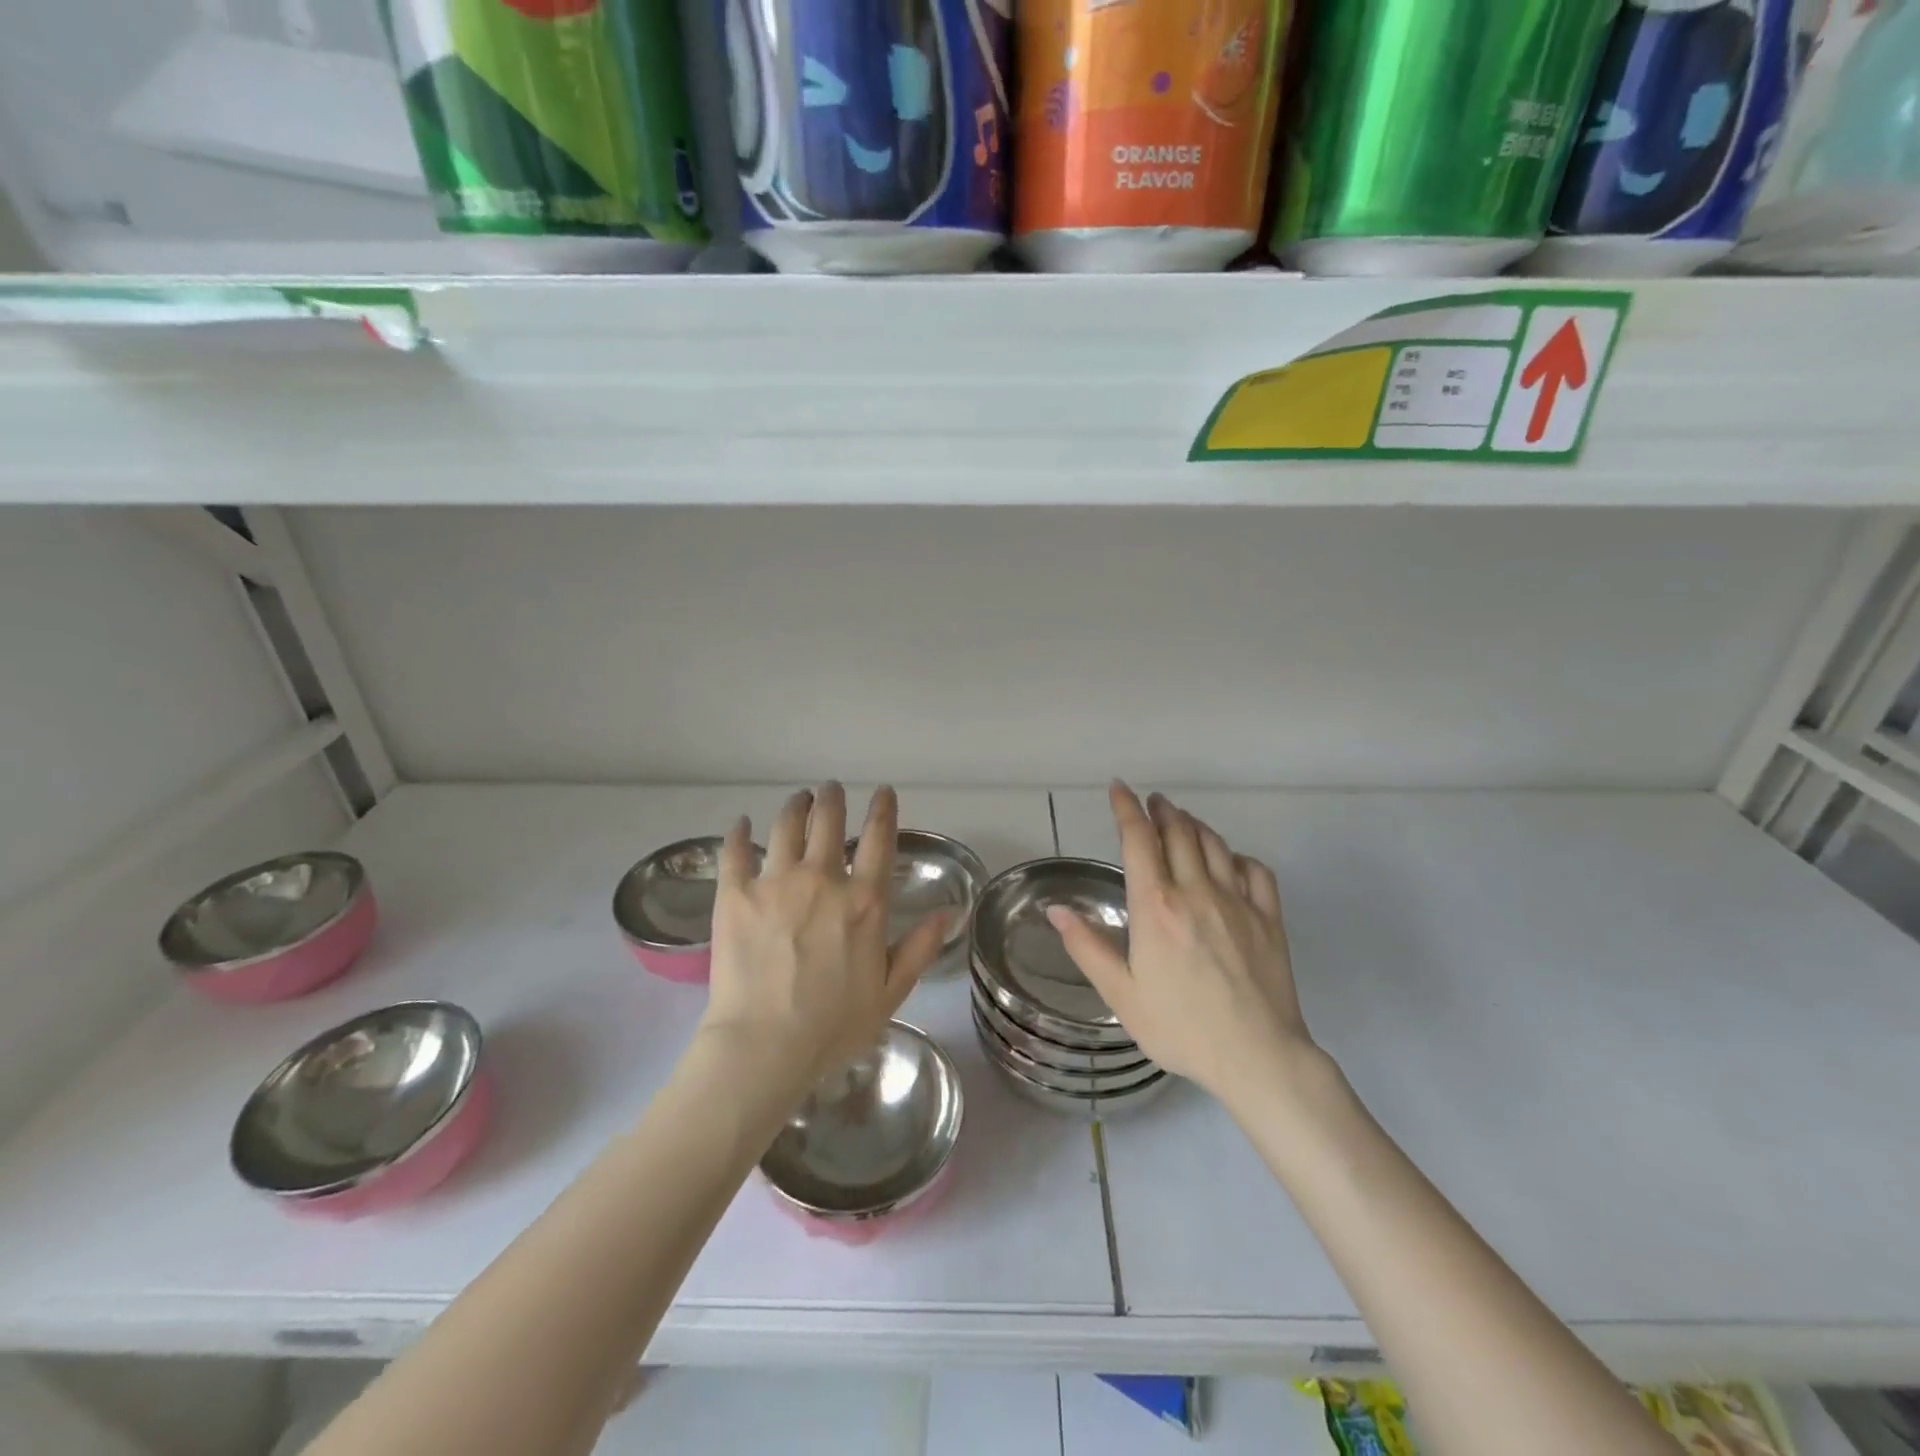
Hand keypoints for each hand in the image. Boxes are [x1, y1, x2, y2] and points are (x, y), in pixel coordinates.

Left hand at [700, 783, 949, 1098]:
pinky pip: (735, 850)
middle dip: (832, 798)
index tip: (882, 791)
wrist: (765, 1046)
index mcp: (864, 901)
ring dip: (795, 806)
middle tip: (830, 789)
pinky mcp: (735, 895)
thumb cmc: (834, 1026)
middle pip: (828, 820)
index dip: (883, 809)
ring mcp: (775, 882)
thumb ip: (920, 947)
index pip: (879, 839)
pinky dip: (738, 832)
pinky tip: (741, 823)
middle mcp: (822, 879)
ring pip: (786, 825)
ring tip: (798, 799)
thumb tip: (950, 911)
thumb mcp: (891, 991)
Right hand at [1047, 782, 1319, 1108]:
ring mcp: (1237, 901)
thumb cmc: (1180, 1027)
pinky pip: (1254, 870)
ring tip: (1182, 820)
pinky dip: (1237, 856)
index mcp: (1155, 906)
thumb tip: (1055, 910)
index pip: (1138, 840)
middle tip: (1151, 802)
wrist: (1256, 1056)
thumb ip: (1087, 947)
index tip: (1119, 788)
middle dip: (1161, 810)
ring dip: (1194, 824)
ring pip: (1214, 844)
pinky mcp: (1268, 917)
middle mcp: (1196, 891)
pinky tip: (1229, 861)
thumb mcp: (1121, 994)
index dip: (1126, 808)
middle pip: (1178, 832)